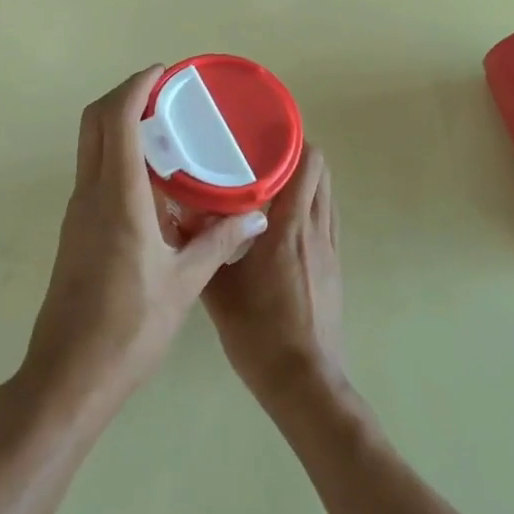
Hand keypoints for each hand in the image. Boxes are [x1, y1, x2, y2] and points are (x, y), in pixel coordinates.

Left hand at [23, 66, 268, 415]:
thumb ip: (219, 242)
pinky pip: (95, 174)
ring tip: (166, 129)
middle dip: (124, 96)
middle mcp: (90, 195)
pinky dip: (119, 156)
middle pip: (93, 122)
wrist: (69, 375)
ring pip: (91, 147)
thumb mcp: (184, 283)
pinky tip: (155, 180)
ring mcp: (78, 212)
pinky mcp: (77, 230)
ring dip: (120, 125)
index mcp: (117, 198)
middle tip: (164, 93)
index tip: (164, 72)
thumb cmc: (129, 328)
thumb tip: (255, 216)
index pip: (116, 120)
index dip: (136, 86)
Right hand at [203, 144, 345, 411]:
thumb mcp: (218, 287)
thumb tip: (178, 211)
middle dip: (297, 156)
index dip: (292, 140)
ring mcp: (330, 248)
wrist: (303, 381)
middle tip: (261, 155)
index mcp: (289, 226)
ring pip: (326, 195)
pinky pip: (327, 219)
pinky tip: (284, 222)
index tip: (263, 133)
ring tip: (272, 183)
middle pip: (321, 172)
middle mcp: (315, 228)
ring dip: (306, 181)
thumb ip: (200, 245)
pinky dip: (311, 206)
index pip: (307, 164)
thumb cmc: (258, 332)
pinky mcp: (335, 266)